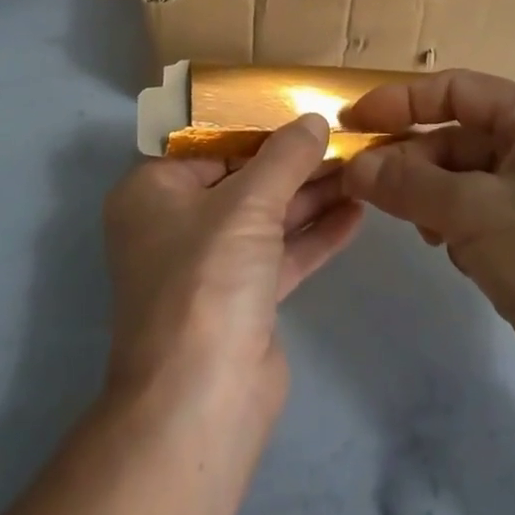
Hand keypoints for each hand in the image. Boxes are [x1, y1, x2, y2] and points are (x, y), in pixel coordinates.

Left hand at [101, 115, 363, 427]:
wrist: (200, 404)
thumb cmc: (206, 279)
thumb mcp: (247, 204)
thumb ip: (285, 157)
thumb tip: (313, 119)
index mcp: (153, 191)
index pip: (212, 145)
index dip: (260, 127)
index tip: (305, 111)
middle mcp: (176, 223)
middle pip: (243, 179)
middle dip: (294, 163)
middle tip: (345, 138)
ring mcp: (210, 265)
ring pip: (267, 217)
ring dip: (312, 195)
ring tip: (361, 167)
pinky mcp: (244, 300)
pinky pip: (282, 253)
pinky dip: (315, 234)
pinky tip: (356, 213)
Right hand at [340, 71, 514, 409]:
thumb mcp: (471, 211)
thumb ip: (406, 183)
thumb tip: (353, 167)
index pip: (457, 90)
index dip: (400, 101)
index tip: (352, 119)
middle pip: (457, 135)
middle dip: (411, 159)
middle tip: (363, 183)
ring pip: (463, 176)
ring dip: (429, 194)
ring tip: (411, 221)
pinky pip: (477, 211)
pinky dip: (452, 222)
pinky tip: (446, 249)